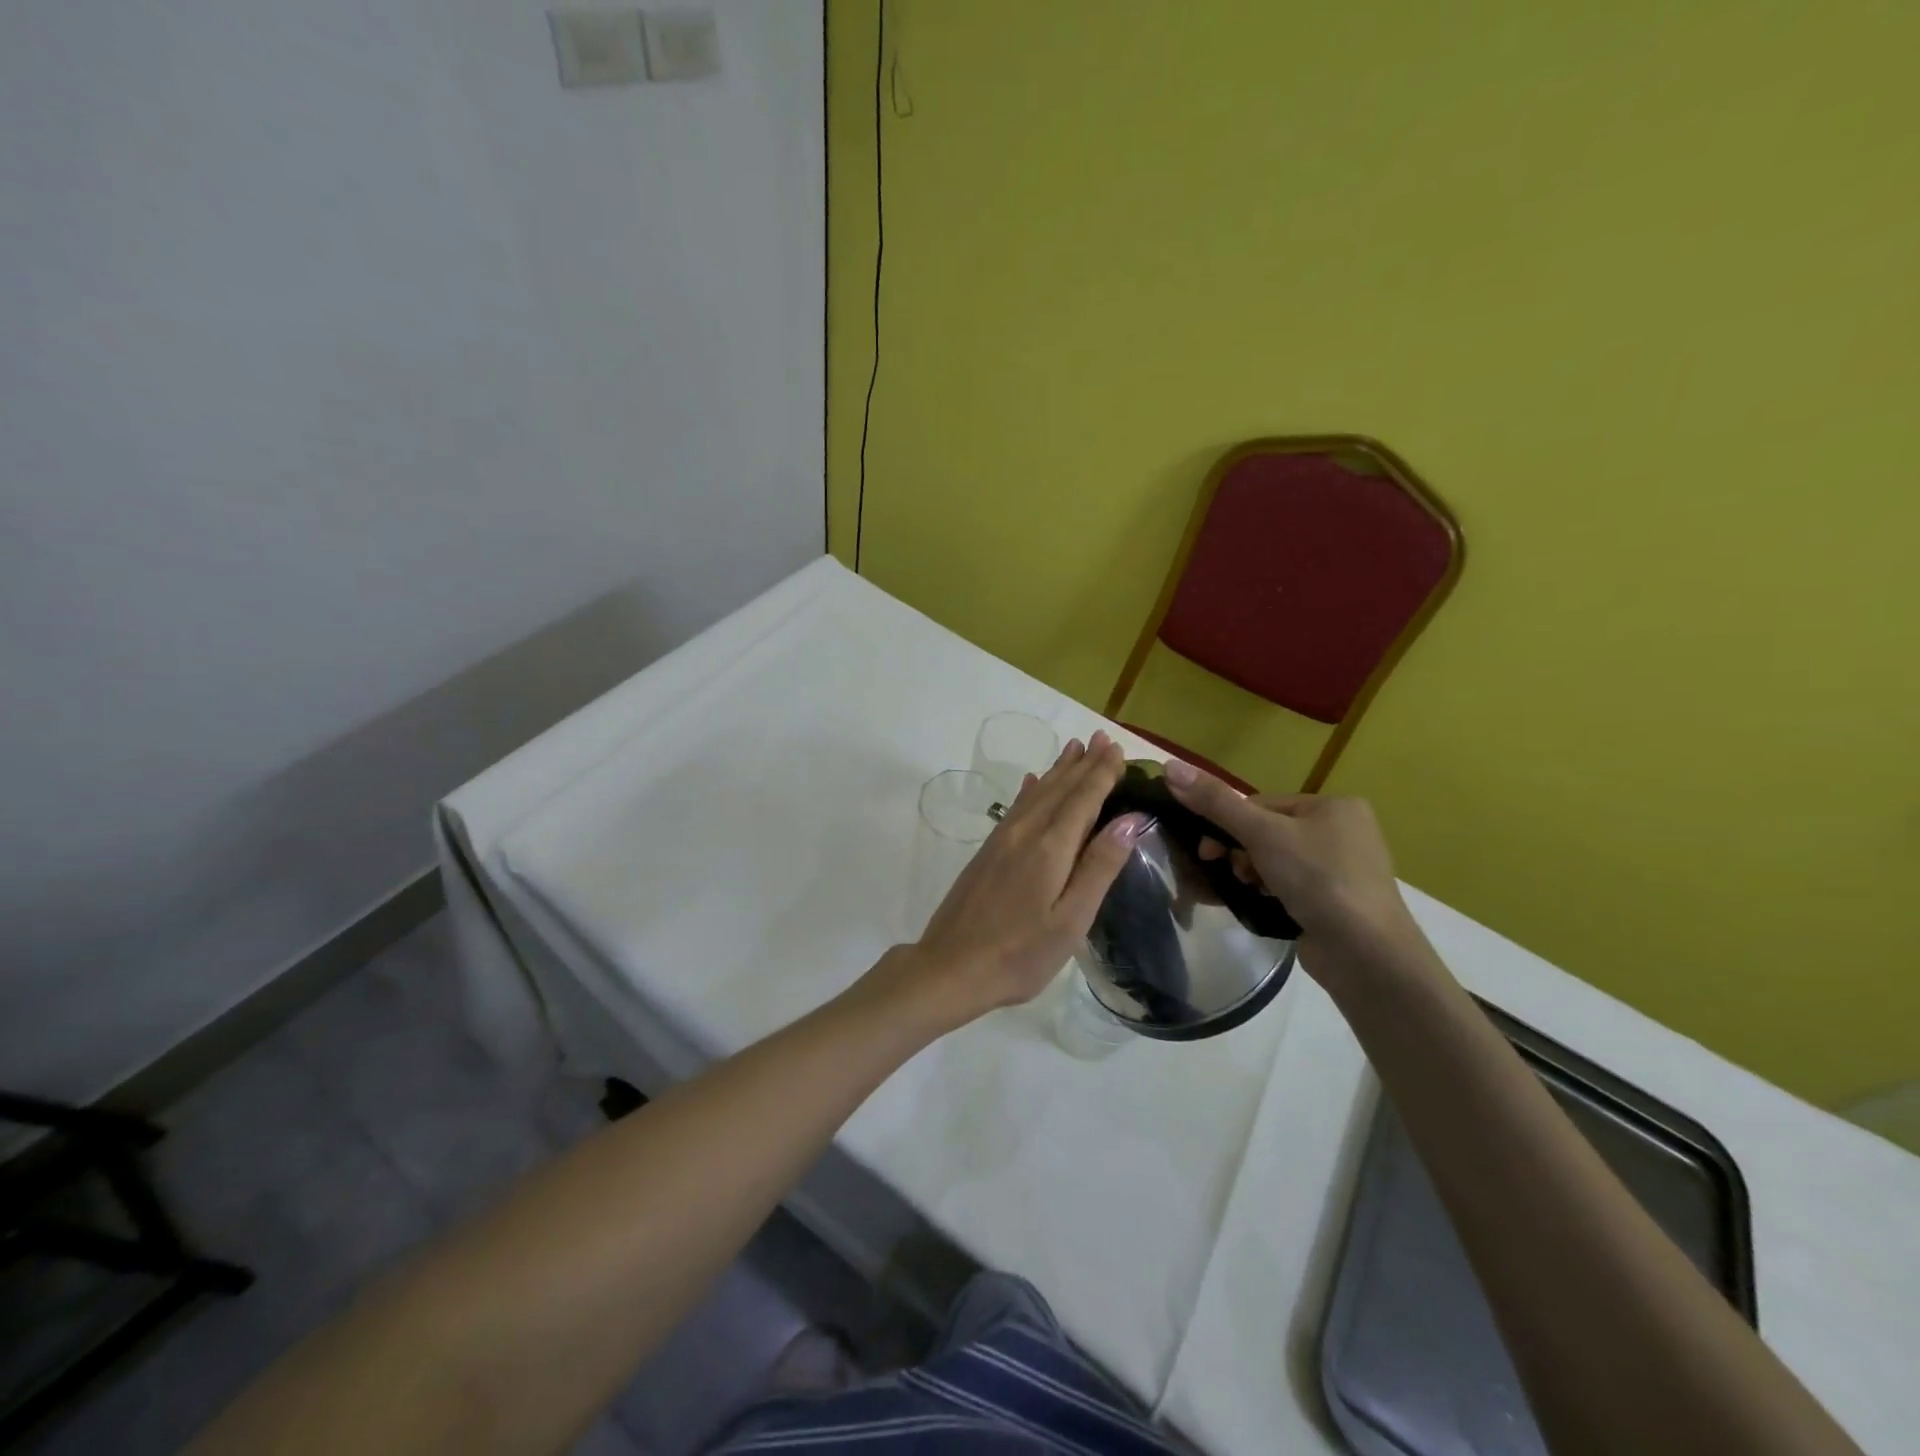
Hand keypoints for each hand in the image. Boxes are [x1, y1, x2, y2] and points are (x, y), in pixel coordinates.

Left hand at [901, 731, 1144, 1023]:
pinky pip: (1016, 807)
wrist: (951, 966)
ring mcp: (1002, 839)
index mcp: (1050, 848)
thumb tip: (1130, 819)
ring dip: (1058, 770)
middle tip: (1101, 738)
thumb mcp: (1071, 919)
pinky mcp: (987, 851)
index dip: (1101, 773)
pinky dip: (1031, 790)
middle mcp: (1025, 832)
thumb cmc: (1020, 953)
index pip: (1083, 799)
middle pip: (1059, 788)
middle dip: (1083, 763)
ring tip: (1073, 748)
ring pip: (1036, 793)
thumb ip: (1099, 867)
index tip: (1117, 749)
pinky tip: (1032, 782)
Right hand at [1162, 760, 1414, 952]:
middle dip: (1241, 852)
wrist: (1366, 954)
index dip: (1230, 824)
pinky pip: (1291, 887)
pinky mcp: (1338, 904)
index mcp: (1335, 806)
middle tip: (1226, 871)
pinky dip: (1270, 893)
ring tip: (1248, 891)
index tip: (1209, 849)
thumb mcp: (1261, 834)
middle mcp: (1345, 832)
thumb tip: (1170, 766)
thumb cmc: (1318, 879)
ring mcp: (1344, 871)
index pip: (1264, 804)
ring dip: (1252, 874)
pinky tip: (1261, 905)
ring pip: (1278, 861)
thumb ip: (1215, 802)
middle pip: (1269, 832)